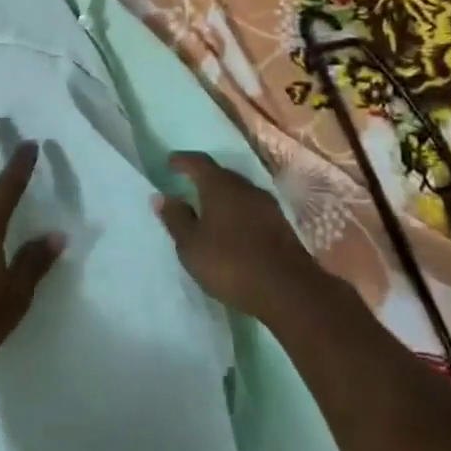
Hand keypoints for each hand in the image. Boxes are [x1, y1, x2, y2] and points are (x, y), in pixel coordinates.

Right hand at [154, 152, 319, 321]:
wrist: (288, 290)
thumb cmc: (230, 263)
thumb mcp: (191, 245)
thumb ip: (175, 218)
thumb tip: (161, 196)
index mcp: (220, 186)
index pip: (198, 162)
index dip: (182, 161)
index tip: (170, 163)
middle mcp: (245, 187)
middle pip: (221, 175)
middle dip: (203, 178)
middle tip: (188, 187)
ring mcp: (267, 205)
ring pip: (239, 192)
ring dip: (223, 197)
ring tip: (208, 210)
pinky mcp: (281, 224)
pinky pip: (252, 209)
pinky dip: (238, 212)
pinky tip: (232, 228)